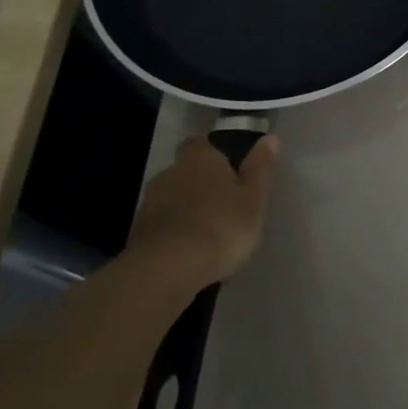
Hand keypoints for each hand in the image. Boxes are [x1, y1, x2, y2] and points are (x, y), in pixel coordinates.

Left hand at [124, 134, 275, 297]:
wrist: (165, 270)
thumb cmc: (220, 226)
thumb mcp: (253, 198)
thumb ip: (260, 167)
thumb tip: (270, 138)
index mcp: (200, 158)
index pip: (201, 143)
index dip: (213, 154)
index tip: (229, 169)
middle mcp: (170, 173)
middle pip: (186, 171)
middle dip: (201, 184)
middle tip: (222, 204)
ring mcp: (149, 203)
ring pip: (172, 198)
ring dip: (186, 210)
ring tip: (207, 233)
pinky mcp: (137, 233)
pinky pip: (162, 225)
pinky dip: (174, 233)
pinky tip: (188, 252)